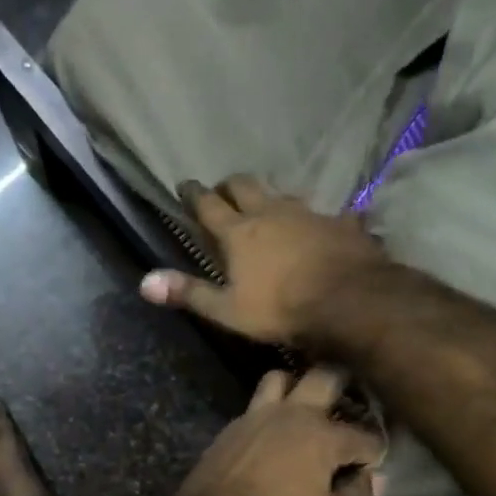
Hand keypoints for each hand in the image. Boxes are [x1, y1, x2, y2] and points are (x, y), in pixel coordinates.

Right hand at [139, 176, 386, 348]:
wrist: (351, 301)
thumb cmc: (282, 309)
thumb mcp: (228, 310)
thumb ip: (189, 293)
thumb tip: (144, 282)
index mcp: (238, 233)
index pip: (208, 206)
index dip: (193, 195)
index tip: (185, 186)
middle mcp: (270, 213)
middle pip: (244, 186)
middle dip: (229, 185)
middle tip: (221, 191)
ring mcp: (307, 214)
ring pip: (281, 193)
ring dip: (268, 196)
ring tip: (264, 204)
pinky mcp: (339, 223)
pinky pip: (322, 212)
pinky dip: (312, 217)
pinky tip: (319, 224)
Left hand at [175, 368, 385, 495]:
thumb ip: (355, 495)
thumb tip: (369, 479)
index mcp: (323, 435)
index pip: (365, 436)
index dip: (375, 452)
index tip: (372, 465)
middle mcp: (291, 414)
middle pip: (325, 376)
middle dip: (345, 385)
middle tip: (348, 405)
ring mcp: (255, 416)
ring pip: (280, 379)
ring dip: (296, 386)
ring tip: (304, 407)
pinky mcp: (230, 428)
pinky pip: (254, 406)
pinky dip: (269, 412)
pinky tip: (272, 432)